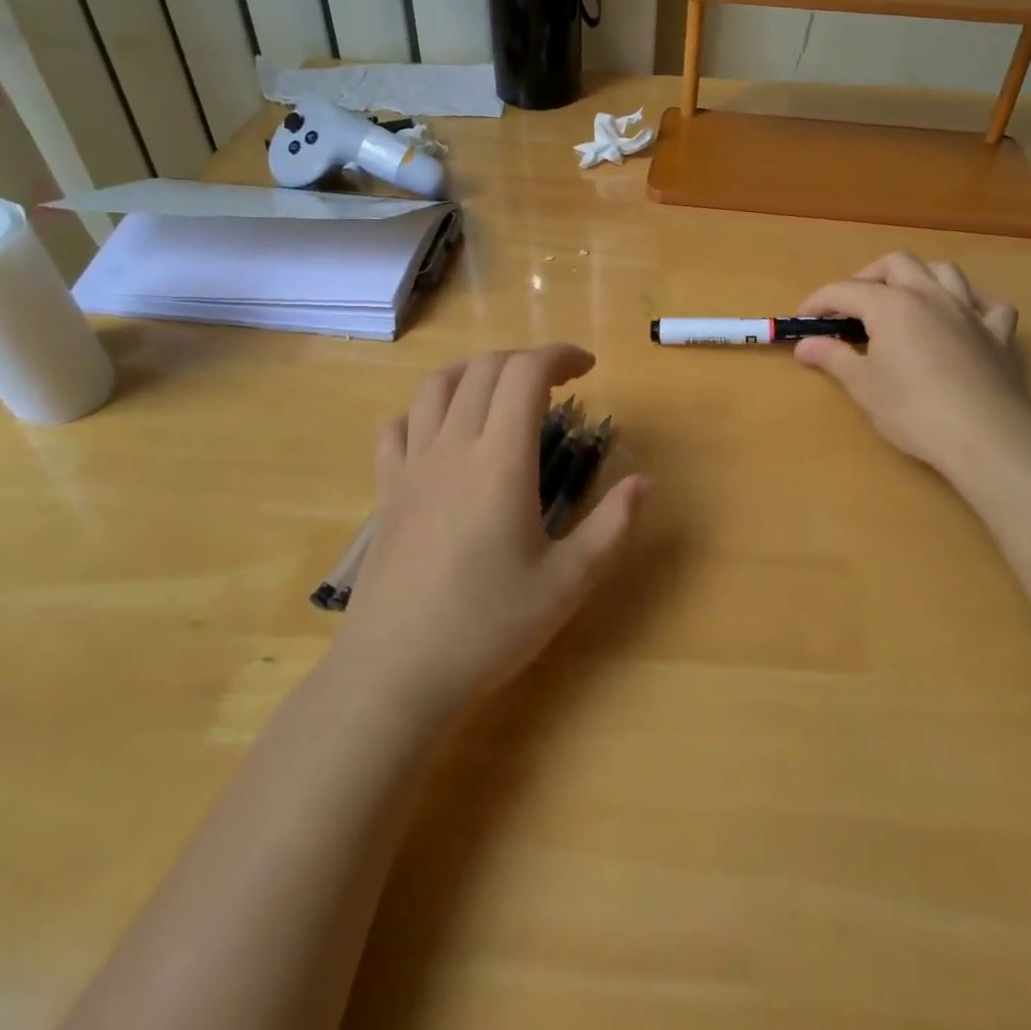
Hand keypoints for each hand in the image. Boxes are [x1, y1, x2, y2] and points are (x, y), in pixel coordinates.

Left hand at [331, 346, 649, 720]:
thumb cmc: (488, 628)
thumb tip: (645, 481)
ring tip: (501, 391)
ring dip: (475, 372)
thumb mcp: (568, 583)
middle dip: (525, 360)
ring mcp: (411, 466)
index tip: (587, 368)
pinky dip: (425, 411)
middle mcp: (452, 448)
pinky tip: (443, 433)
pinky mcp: (386, 491)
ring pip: (436, 386)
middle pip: (484, 369)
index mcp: (500, 461)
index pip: (524, 374)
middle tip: (557, 384)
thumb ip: (611, 526)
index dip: (558, 356)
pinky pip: (397, 427)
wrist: (396, 674)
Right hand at [793, 253, 1030, 486]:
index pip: (845, 290)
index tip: (802, 319)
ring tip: (904, 301)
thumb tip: (804, 344)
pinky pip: (988, 304)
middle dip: (868, 277)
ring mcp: (969, 311)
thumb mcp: (863, 385)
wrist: (984, 436)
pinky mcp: (999, 334)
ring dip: (919, 278)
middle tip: (852, 306)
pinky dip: (971, 304)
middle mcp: (929, 295)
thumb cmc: (913, 410)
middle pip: (896, 264)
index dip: (819, 301)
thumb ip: (833, 357)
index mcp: (891, 305)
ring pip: (944, 271)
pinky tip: (961, 318)